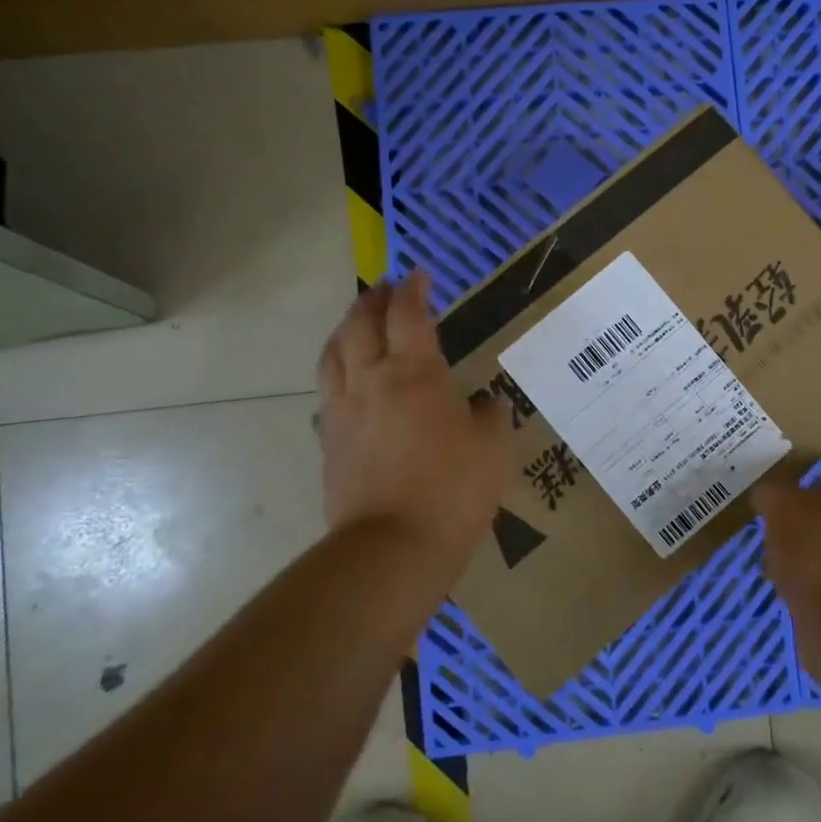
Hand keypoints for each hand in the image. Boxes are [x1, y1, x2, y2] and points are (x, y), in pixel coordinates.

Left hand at [316, 269, 511, 565]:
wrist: (393, 547)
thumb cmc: (452, 489)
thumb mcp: (492, 448)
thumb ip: (490, 416)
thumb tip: (488, 402)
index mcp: (414, 374)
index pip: (408, 315)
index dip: (413, 290)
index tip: (419, 274)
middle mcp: (370, 382)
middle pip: (359, 326)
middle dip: (372, 300)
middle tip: (384, 288)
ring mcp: (342, 413)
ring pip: (333, 356)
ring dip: (344, 331)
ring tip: (356, 324)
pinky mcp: (330, 444)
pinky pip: (327, 394)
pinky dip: (337, 374)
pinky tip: (348, 385)